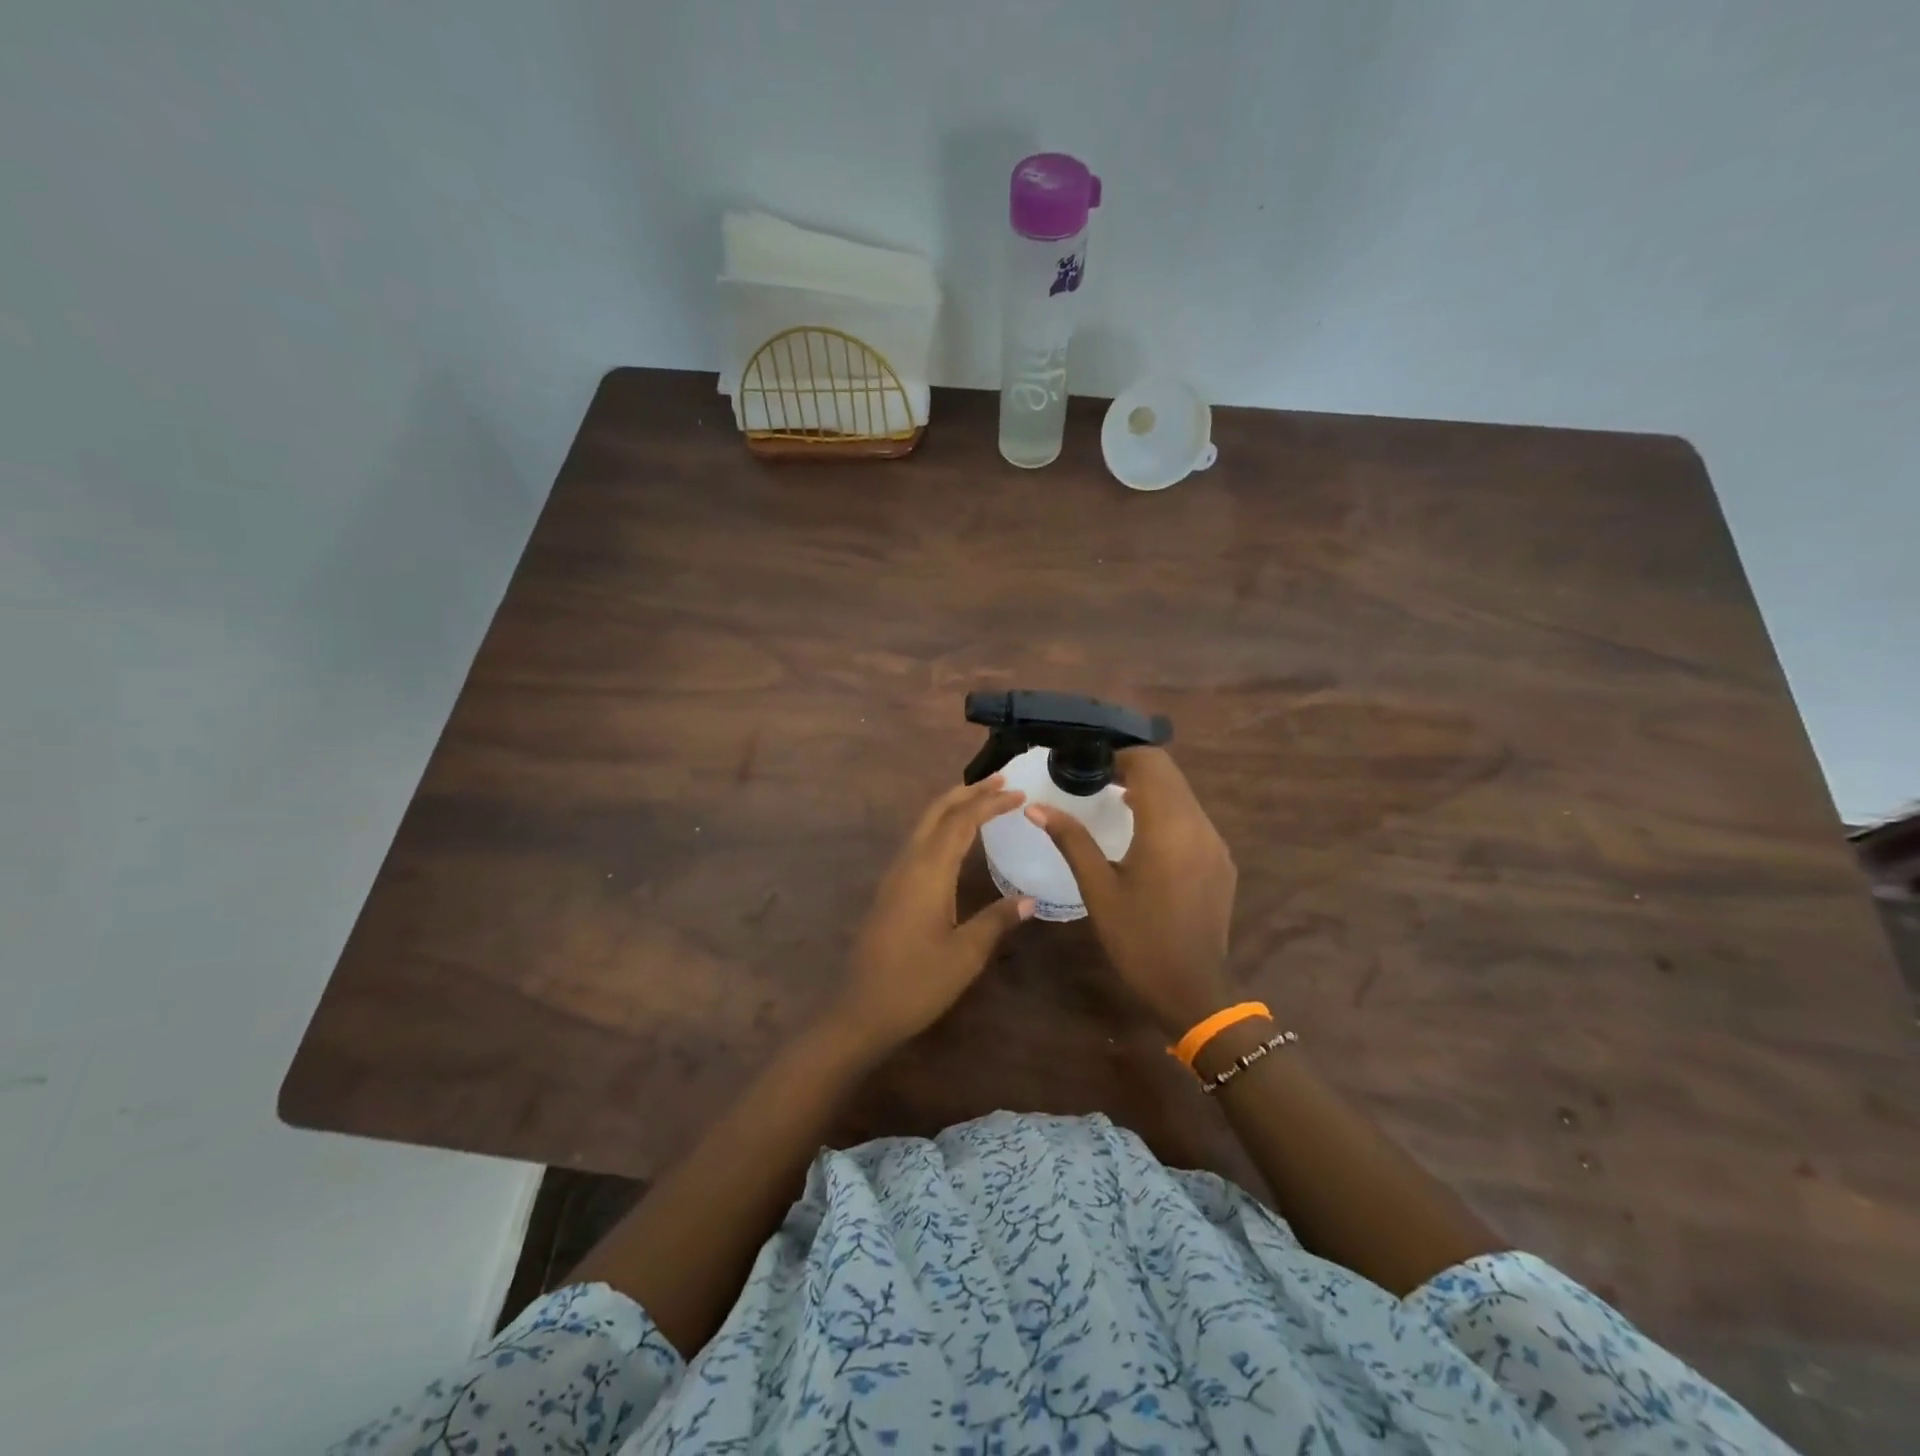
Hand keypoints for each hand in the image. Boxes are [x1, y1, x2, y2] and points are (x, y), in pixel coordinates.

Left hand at [833, 776, 1035, 1051]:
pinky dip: (941, 826)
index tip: (1019, 793)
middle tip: (1001, 781)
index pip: (962, 821)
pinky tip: (956, 839)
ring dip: (953, 806)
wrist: (862, 1010)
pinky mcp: (891, 889)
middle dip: (968, 792)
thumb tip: (1029, 899)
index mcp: (928, 871)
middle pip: (937, 812)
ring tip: (982, 799)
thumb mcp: (966, 954)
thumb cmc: (917, 983)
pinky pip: (918, 842)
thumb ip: (997, 920)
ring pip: (924, 825)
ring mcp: (895, 875)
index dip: (990, 803)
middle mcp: (908, 863)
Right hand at [1027, 747, 1236, 1037]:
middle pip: (1169, 773)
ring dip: (1151, 789)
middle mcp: (1199, 824)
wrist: (1193, 988)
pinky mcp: (1221, 860)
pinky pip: (1193, 818)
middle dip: (1133, 767)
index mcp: (1168, 826)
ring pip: (1183, 794)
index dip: (1119, 754)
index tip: (1088, 764)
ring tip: (1114, 802)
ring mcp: (1215, 842)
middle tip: (1095, 779)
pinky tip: (1143, 836)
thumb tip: (1035, 807)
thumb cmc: (1138, 938)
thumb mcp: (1098, 888)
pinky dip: (1167, 812)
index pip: (1150, 762)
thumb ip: (1071, 839)